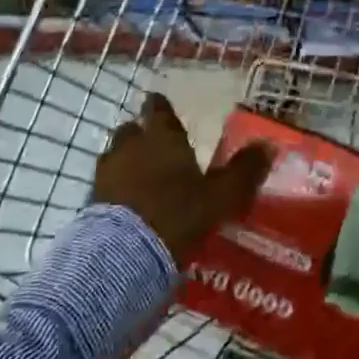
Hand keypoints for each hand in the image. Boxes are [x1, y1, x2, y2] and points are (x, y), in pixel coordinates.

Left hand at [93, 94, 272, 264]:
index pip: (158, 111)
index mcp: (162, 138)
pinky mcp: (90, 203)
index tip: (159, 103)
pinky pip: (105, 187)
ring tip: (140, 178)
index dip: (160, 107)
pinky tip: (128, 205)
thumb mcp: (221, 196)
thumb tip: (268, 145)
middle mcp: (130, 148)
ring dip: (126, 162)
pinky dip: (116, 190)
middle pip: (131, 131)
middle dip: (140, 135)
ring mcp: (106, 175)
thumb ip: (243, 171)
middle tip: (155, 146)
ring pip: (115, 157)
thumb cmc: (177, 214)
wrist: (122, 256)